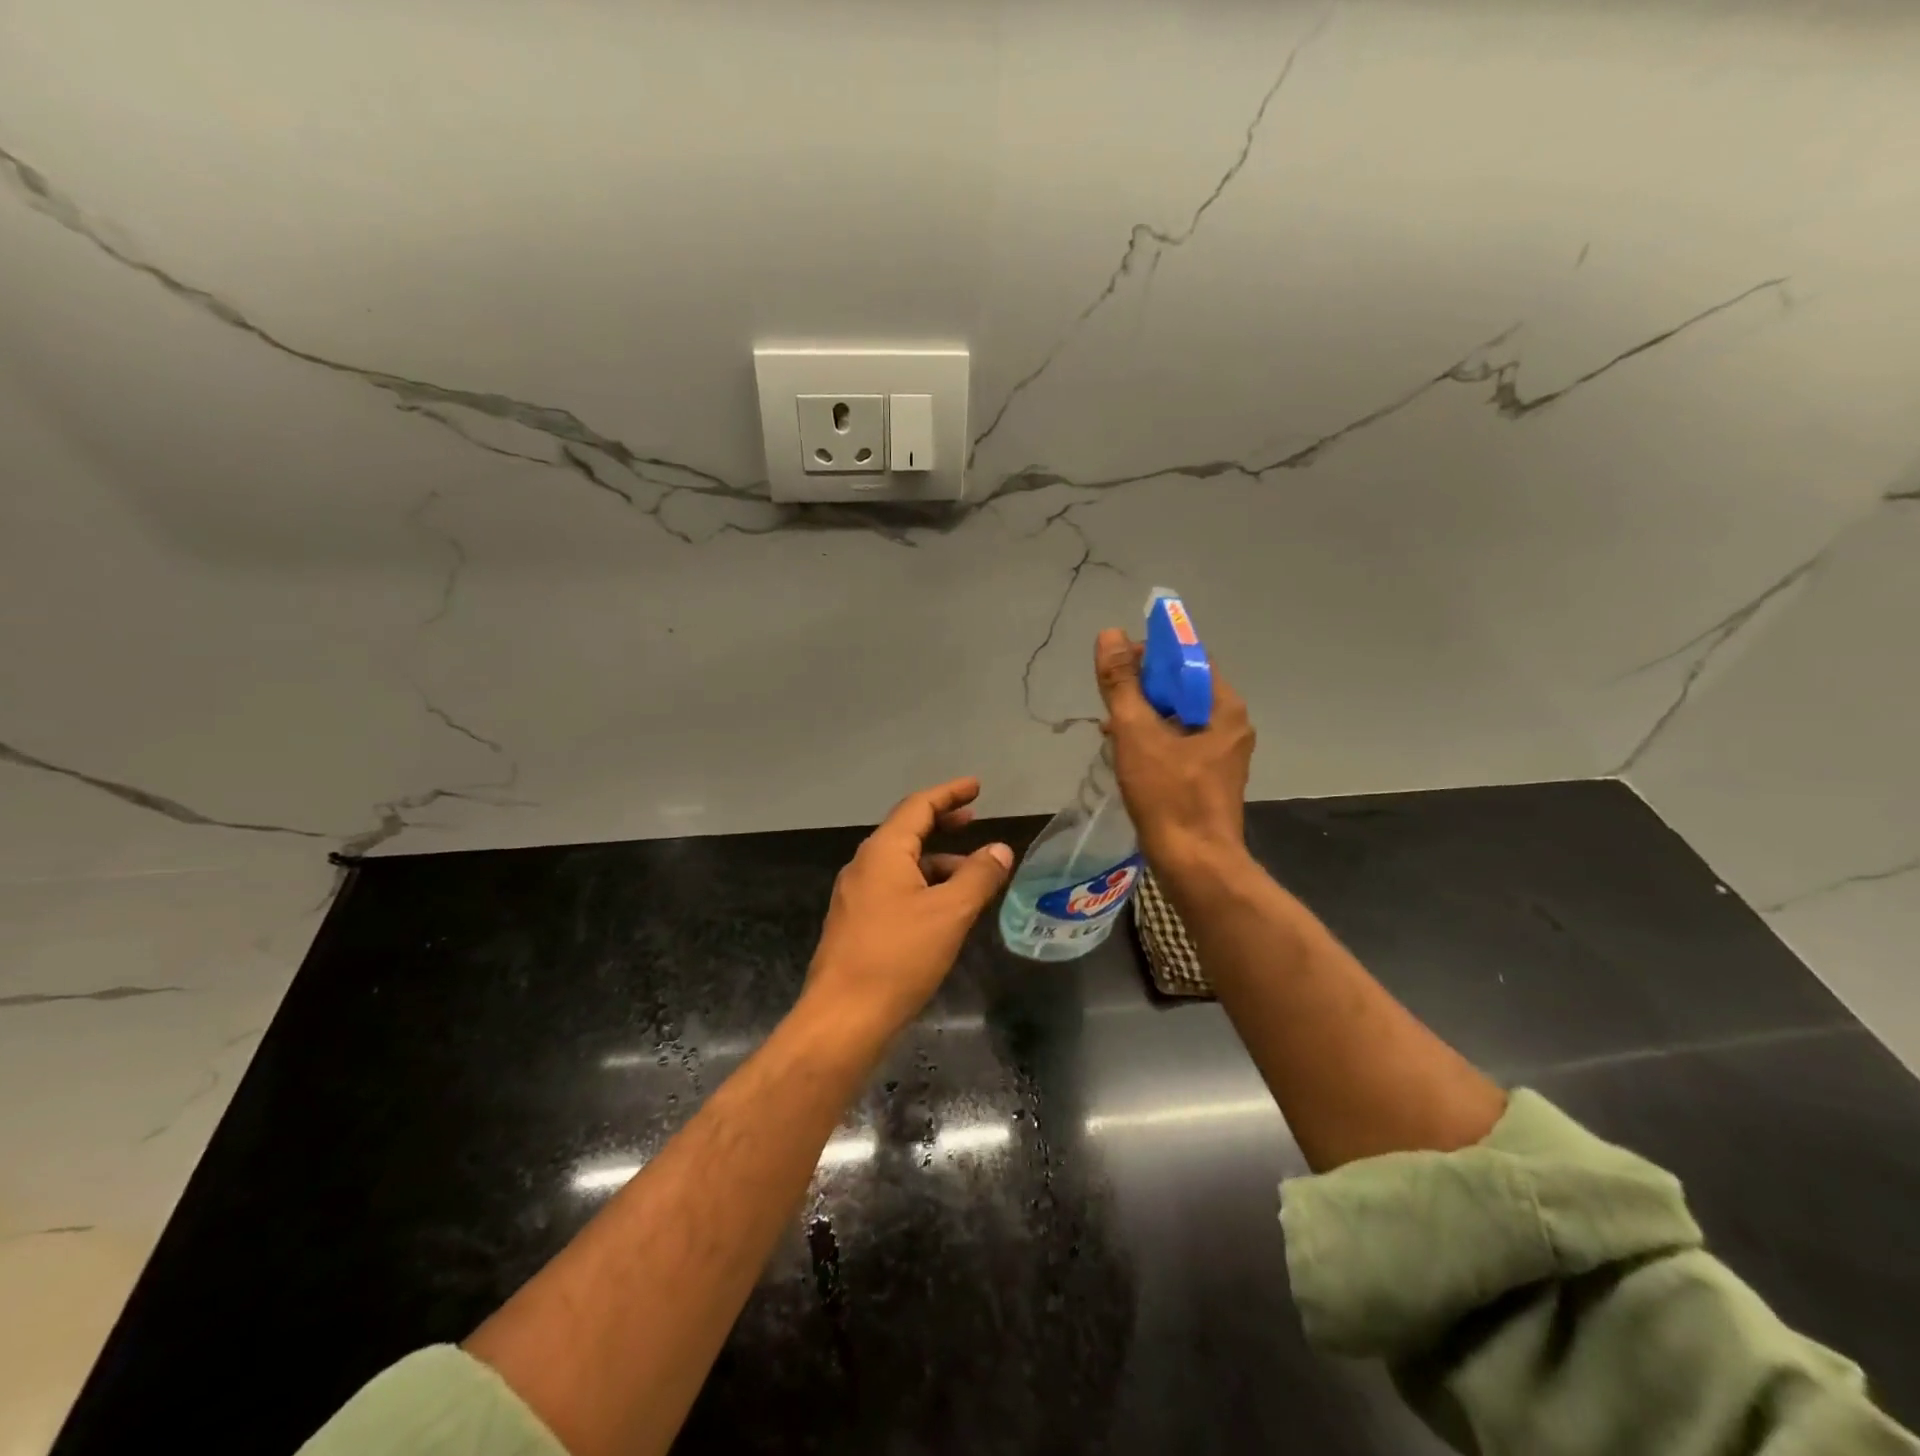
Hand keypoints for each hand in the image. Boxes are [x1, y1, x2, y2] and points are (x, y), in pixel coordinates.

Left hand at [805, 777, 1013, 1039]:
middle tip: (973, 819)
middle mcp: (864, 865)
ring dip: (936, 860)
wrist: (843, 1017)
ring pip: (902, 864)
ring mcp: (856, 895)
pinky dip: (923, 885)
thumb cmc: (898, 956)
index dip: (950, 793)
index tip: (976, 786)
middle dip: (942, 822)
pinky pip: (894, 888)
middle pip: (907, 831)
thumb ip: (978, 876)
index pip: (919, 806)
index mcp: (883, 852)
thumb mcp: (950, 913)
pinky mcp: (856, 923)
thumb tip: (1000, 849)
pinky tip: (943, 909)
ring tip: (971, 873)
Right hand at [1094, 628, 1254, 871]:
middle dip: (1143, 689)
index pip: (1189, 659)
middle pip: (1183, 689)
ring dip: (1144, 717)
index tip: (1118, 664)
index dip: (1153, 654)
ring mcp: (1222, 755)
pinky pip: (1178, 744)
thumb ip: (1122, 683)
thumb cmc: (1168, 795)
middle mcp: (1230, 726)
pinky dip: (1153, 741)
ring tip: (1110, 728)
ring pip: (1178, 719)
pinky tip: (1125, 753)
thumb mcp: (1137, 733)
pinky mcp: (1209, 779)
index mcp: (1224, 708)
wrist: (1194, 864)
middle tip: (1110, 699)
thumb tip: (1110, 635)